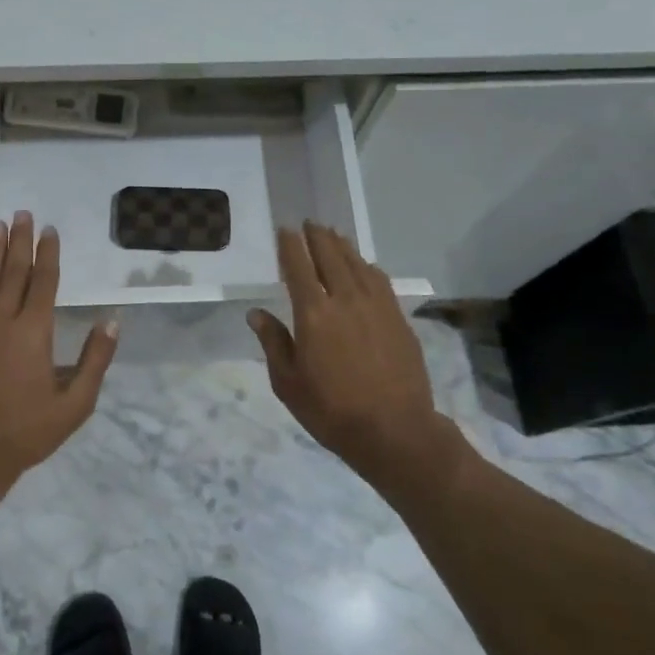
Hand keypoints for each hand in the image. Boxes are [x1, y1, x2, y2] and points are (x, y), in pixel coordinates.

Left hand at [0, 212, 117, 499]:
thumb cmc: (25, 433)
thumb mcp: (74, 405)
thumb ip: (95, 361)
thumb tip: (112, 322)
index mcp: (33, 332)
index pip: (43, 282)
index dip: (48, 254)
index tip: (50, 230)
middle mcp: (1, 320)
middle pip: (13, 271)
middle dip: (20, 241)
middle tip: (23, 213)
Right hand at [248, 223, 453, 491]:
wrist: (395, 430)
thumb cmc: (331, 411)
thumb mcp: (288, 383)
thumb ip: (274, 343)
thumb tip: (256, 314)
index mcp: (313, 314)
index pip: (298, 267)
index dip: (290, 246)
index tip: (285, 230)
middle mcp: (345, 299)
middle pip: (330, 256)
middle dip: (318, 237)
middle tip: (309, 223)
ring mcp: (376, 306)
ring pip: (357, 264)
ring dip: (342, 246)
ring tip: (333, 235)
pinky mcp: (398, 318)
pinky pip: (379, 280)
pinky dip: (366, 266)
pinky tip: (364, 266)